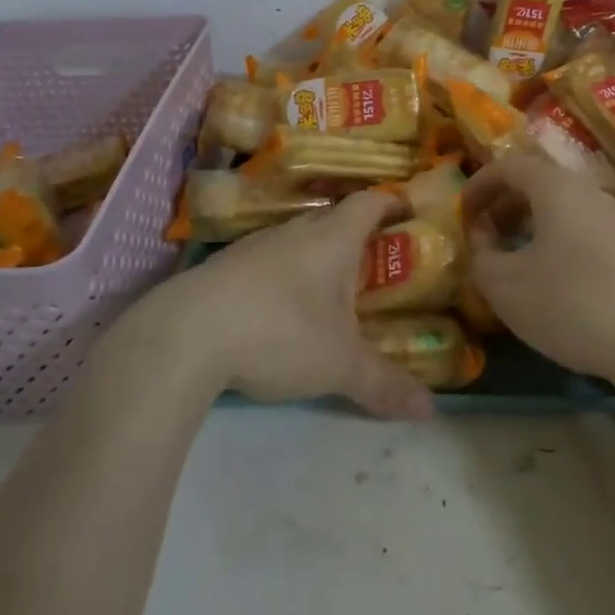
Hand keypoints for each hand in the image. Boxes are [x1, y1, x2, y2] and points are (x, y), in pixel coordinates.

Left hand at [168, 191, 435, 419]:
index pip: (368, 203)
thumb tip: (429, 411)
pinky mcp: (223, 267)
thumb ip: (384, 385)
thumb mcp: (339, 365)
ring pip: (295, 240)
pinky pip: (265, 261)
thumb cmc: (279, 332)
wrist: (185, 335)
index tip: (406, 210)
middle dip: (354, 236)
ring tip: (328, 290)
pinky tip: (278, 309)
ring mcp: (254, 246)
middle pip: (332, 219)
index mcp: (331, 239)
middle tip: (373, 263)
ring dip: (314, 257)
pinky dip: (281, 276)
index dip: (390, 203)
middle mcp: (294, 232)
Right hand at [461, 155, 614, 383]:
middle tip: (485, 237)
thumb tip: (483, 242)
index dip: (480, 185)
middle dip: (506, 207)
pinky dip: (563, 245)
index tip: (462, 212)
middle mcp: (594, 194)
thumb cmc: (572, 303)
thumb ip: (481, 257)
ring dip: (535, 228)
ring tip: (518, 261)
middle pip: (542, 185)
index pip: (511, 166)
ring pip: (568, 211)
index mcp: (558, 188)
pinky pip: (590, 235)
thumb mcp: (505, 286)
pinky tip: (560, 284)